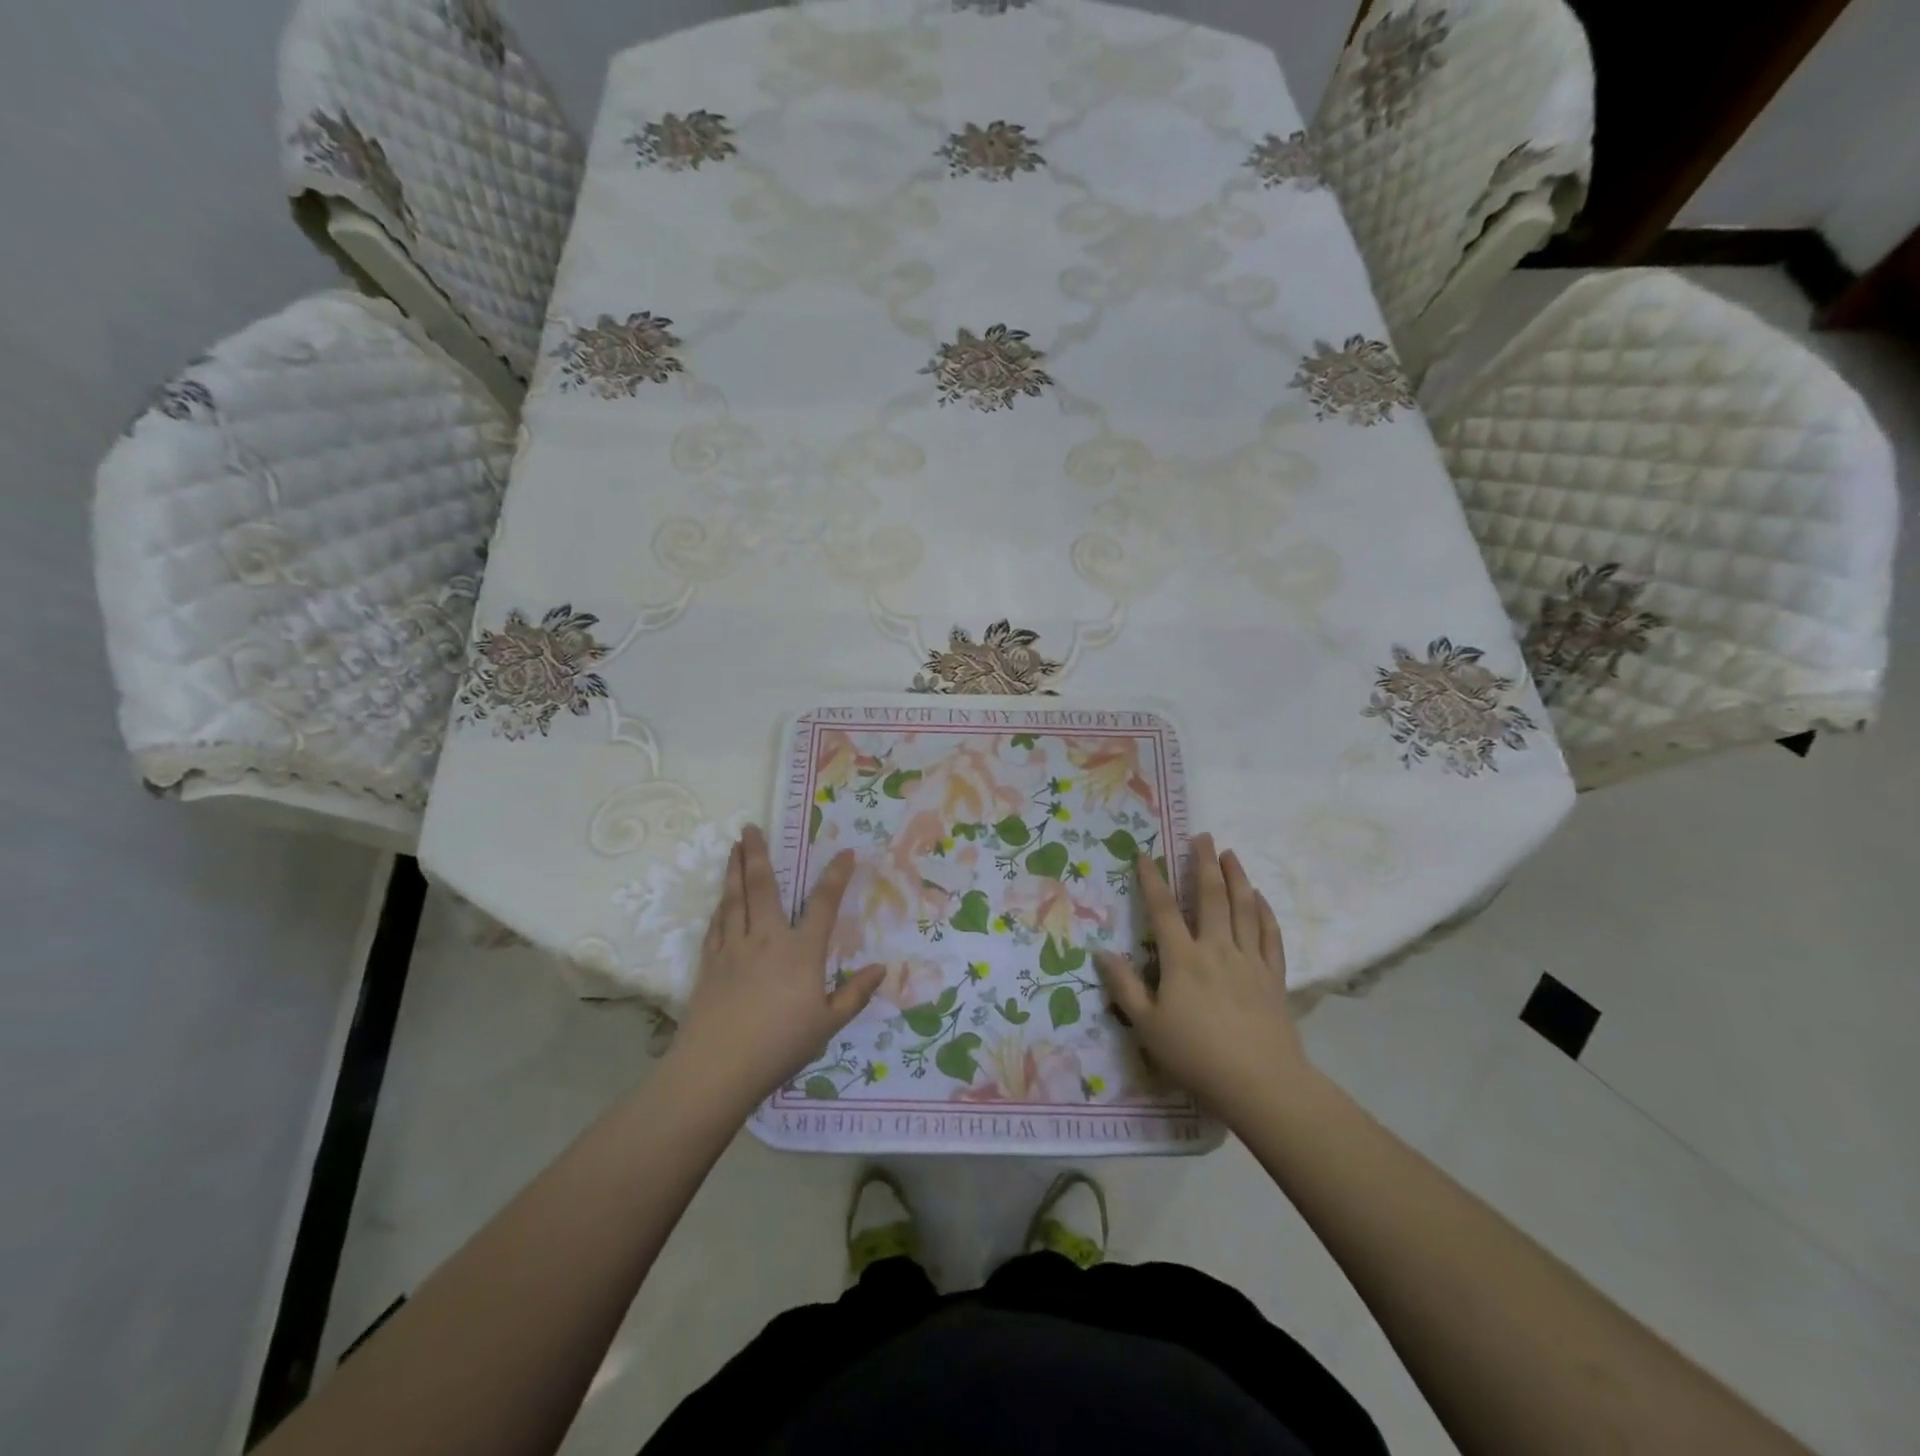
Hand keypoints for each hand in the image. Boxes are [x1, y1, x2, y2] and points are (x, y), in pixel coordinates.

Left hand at [670, 827, 883, 1107]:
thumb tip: (881, 969)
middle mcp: (767, 939)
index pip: (823, 904)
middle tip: (750, 827)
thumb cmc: (780, 1045)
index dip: (836, 876)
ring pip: (734, 900)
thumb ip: (854, 994)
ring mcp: (733, 948)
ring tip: (734, 848)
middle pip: (763, 887)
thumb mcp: (827, 1024)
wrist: (719, 1067)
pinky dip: (720, 908)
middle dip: (757, 854)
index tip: (845, 852)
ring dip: (734, 871)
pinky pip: (716, 926)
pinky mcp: (710, 964)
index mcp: (801, 951)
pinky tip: (720, 901)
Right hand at [1095, 834, 1311, 1121]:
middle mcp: (1217, 949)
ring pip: (1244, 908)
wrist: (1261, 1084)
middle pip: (1211, 897)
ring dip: (1237, 877)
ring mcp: (1249, 961)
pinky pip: (1271, 935)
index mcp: (1183, 960)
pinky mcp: (1274, 977)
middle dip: (1204, 863)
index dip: (1152, 880)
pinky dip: (1264, 912)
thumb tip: (1100, 952)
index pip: (1163, 910)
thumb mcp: (1147, 1026)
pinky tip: (1259, 898)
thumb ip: (1124, 986)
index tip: (1145, 854)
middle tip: (1202, 836)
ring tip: (1231, 854)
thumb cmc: (1196, 1056)